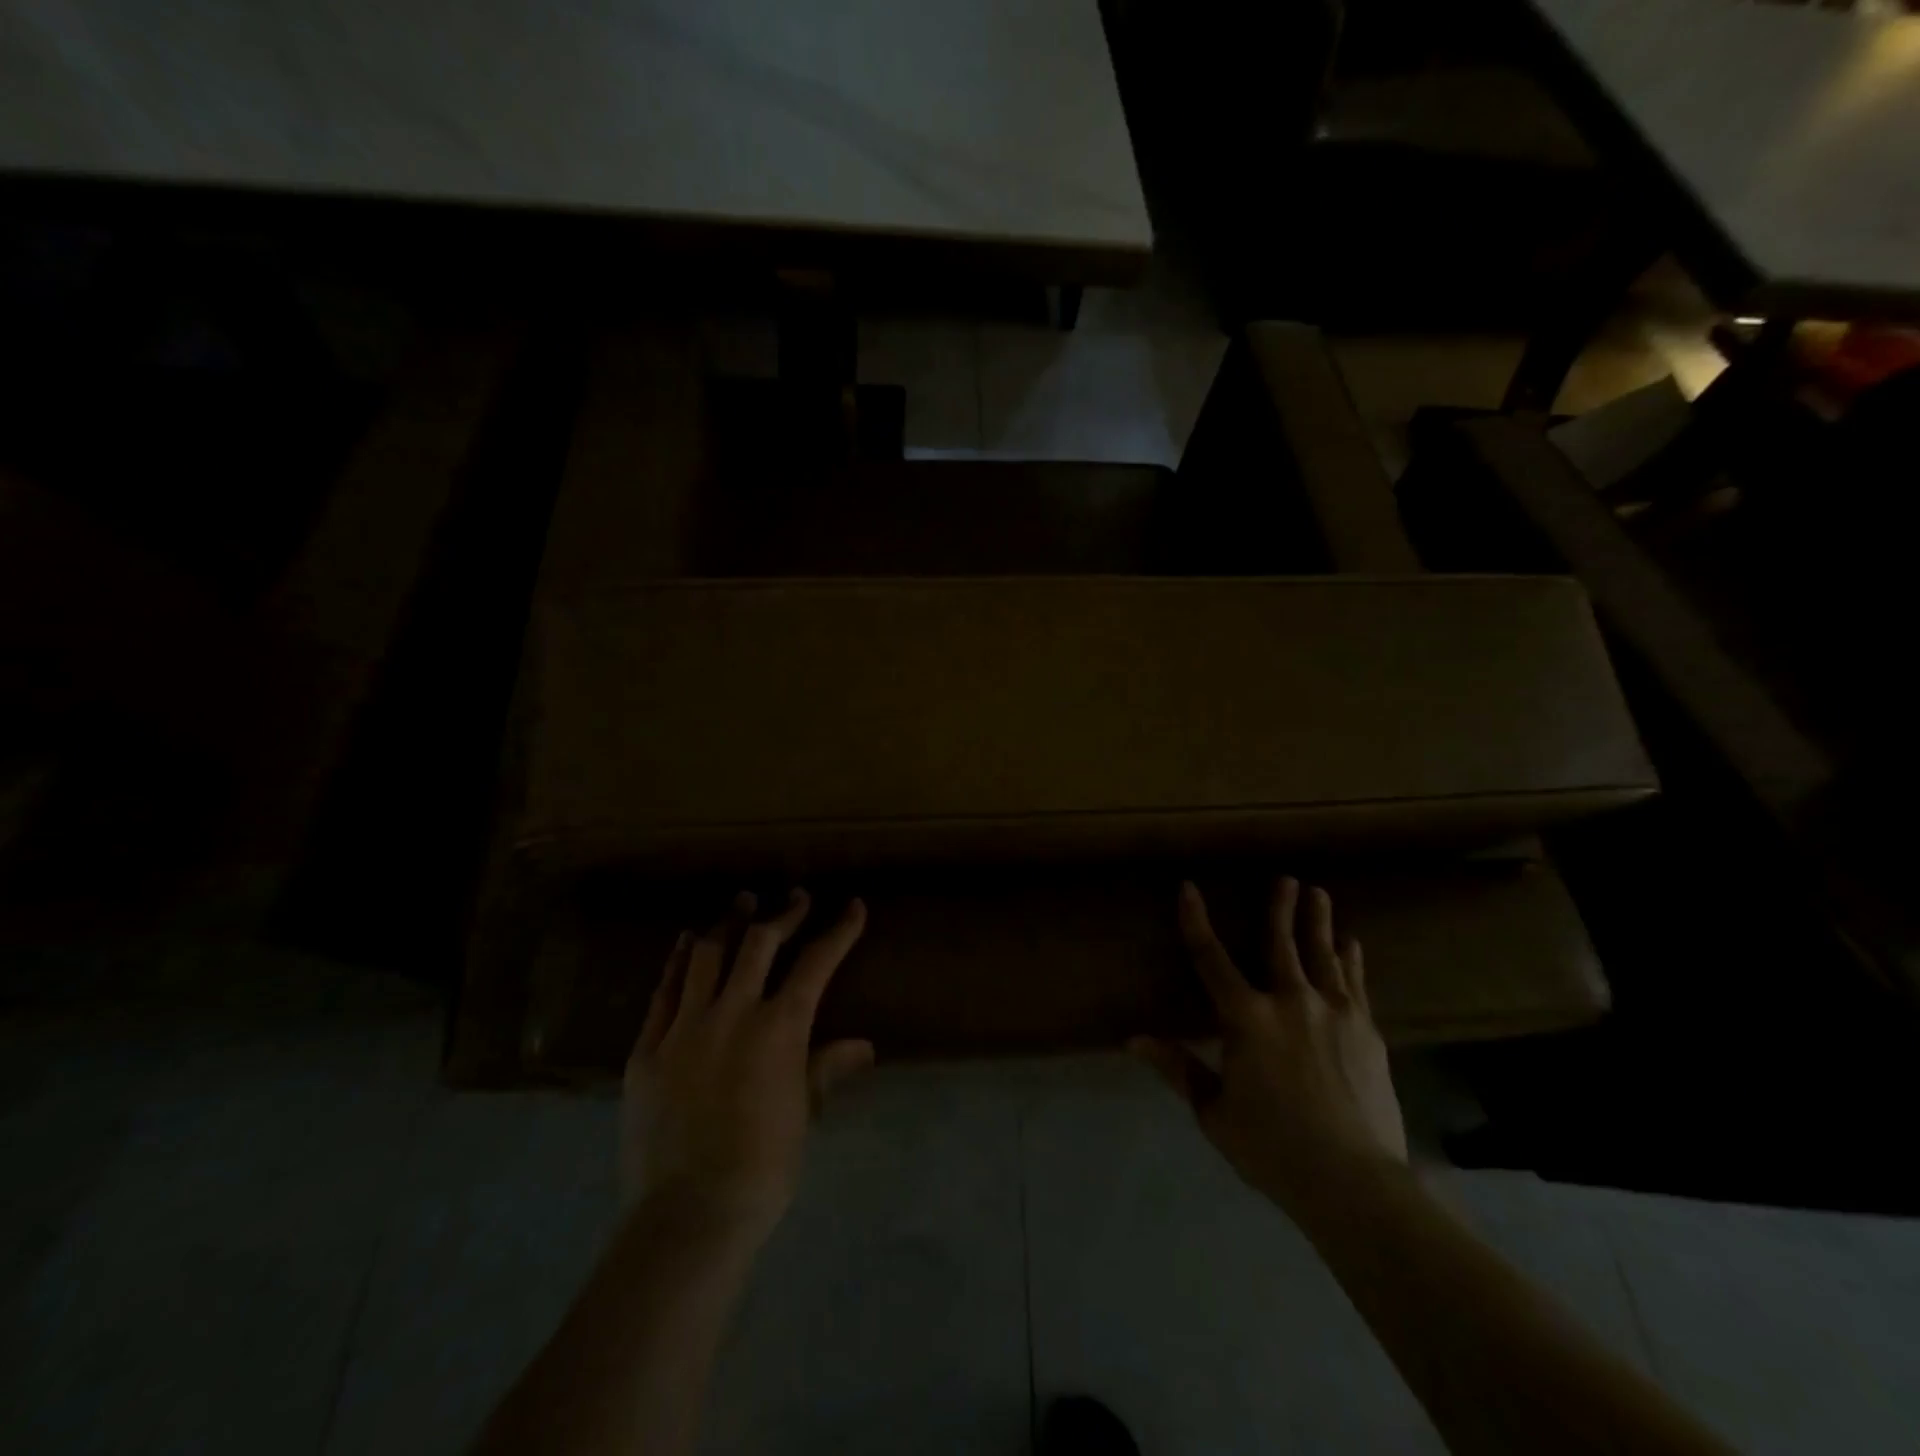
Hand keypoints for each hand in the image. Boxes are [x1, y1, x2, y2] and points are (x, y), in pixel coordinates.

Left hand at [621, 889, 874, 1243]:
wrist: (690, 1213)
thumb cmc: (763, 1166)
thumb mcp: (804, 1113)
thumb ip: (826, 1068)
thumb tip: (863, 1046)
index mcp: (780, 1028)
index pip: (816, 963)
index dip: (839, 931)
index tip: (852, 906)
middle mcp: (733, 1013)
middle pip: (760, 944)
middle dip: (783, 915)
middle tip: (795, 897)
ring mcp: (685, 1027)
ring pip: (708, 956)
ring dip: (728, 923)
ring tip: (741, 902)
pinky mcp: (647, 1048)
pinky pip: (664, 991)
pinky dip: (679, 961)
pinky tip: (687, 942)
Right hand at [1130, 877, 1406, 1216]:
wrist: (1355, 1182)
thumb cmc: (1272, 1148)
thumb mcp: (1214, 1111)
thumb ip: (1177, 1068)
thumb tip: (1133, 1040)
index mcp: (1246, 1018)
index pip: (1211, 958)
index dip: (1196, 921)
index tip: (1189, 888)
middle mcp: (1290, 1002)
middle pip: (1280, 943)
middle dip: (1280, 907)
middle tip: (1286, 878)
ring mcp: (1334, 1013)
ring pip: (1323, 955)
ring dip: (1319, 923)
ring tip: (1319, 893)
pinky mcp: (1367, 1031)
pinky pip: (1355, 984)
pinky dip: (1351, 961)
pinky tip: (1352, 945)